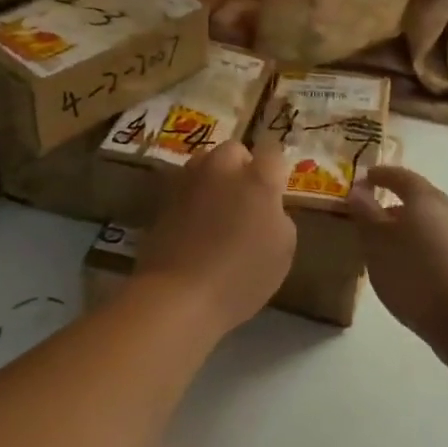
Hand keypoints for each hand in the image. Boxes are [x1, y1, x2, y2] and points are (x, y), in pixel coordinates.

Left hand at [136, 139, 295, 334]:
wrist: (178, 296)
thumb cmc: (241, 276)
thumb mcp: (283, 250)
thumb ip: (279, 217)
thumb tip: (267, 208)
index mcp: (257, 178)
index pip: (273, 152)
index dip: (276, 169)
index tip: (277, 189)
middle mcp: (221, 169)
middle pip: (234, 150)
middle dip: (242, 166)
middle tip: (247, 197)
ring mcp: (189, 181)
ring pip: (205, 163)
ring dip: (214, 177)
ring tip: (218, 207)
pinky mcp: (163, 199)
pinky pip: (186, 186)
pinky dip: (193, 197)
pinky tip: (196, 224)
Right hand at [348, 165, 447, 348]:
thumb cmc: (414, 274)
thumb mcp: (377, 242)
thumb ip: (366, 213)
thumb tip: (358, 190)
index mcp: (425, 199)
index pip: (401, 176)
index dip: (382, 175)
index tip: (366, 178)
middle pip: (421, 200)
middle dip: (397, 205)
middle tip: (375, 217)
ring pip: (434, 225)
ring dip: (413, 230)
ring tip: (391, 250)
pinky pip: (444, 248)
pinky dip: (426, 251)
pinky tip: (416, 272)